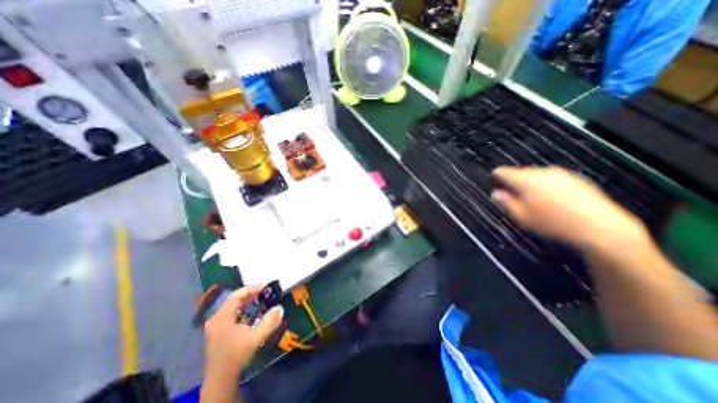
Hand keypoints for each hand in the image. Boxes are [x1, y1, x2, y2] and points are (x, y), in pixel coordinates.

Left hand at [203, 283, 284, 380]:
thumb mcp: (255, 338)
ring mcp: (215, 325)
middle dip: (249, 294)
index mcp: (222, 318)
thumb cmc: (236, 356)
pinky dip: (241, 309)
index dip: (251, 289)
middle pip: (233, 300)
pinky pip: (230, 313)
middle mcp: (216, 319)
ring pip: (231, 306)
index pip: (236, 296)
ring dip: (246, 301)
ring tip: (260, 298)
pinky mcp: (217, 331)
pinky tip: (251, 311)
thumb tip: (280, 308)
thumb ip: (269, 322)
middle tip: (264, 291)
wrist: (220, 380)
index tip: (264, 287)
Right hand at [491, 167, 648, 250]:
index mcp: (526, 180)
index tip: (494, 184)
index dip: (496, 177)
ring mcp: (561, 174)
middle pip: (520, 172)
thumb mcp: (522, 217)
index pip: (503, 171)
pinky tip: (552, 201)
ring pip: (536, 175)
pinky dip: (545, 186)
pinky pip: (552, 179)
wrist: (601, 227)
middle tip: (513, 197)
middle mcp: (542, 172)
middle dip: (514, 182)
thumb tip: (495, 193)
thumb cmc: (553, 223)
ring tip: (533, 201)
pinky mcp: (576, 179)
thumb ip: (506, 202)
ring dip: (530, 184)